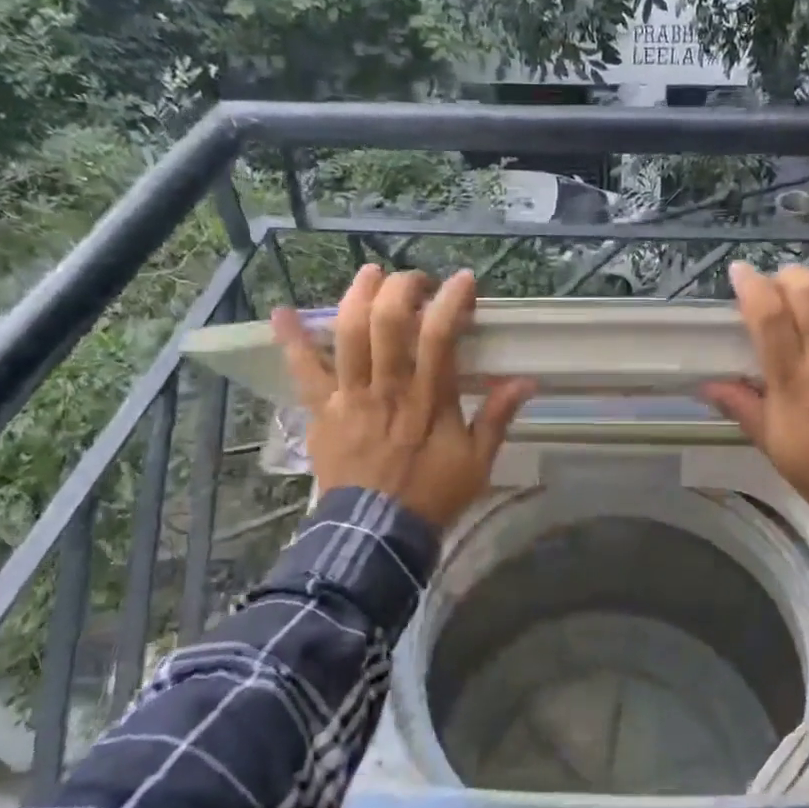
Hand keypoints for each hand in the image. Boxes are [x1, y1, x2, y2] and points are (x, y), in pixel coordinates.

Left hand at [271, 265, 535, 529]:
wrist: (376, 533)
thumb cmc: (431, 495)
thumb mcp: (477, 462)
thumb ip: (496, 418)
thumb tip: (526, 381)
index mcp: (429, 400)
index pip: (440, 336)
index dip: (452, 300)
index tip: (464, 280)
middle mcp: (388, 388)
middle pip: (389, 323)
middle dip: (403, 288)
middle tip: (417, 280)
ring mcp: (350, 396)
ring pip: (349, 334)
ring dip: (358, 296)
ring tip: (371, 273)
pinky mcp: (322, 410)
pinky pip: (303, 371)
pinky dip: (291, 340)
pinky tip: (282, 312)